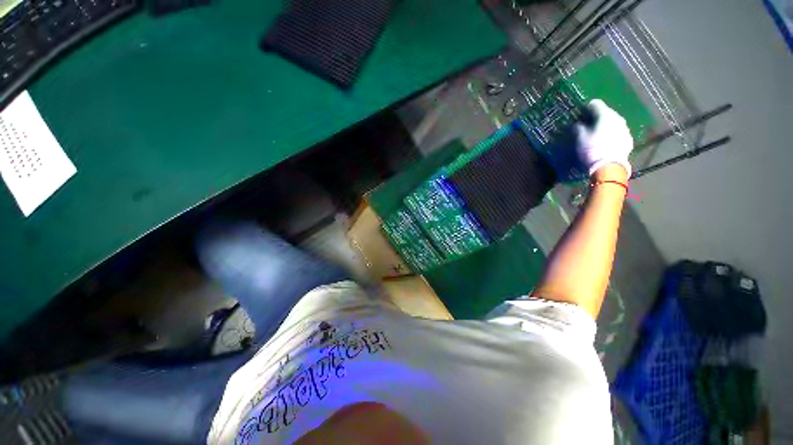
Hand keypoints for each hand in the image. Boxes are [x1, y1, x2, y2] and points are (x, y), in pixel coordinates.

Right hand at [575, 99, 633, 177]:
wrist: (609, 167)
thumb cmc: (592, 150)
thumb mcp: (580, 139)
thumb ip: (578, 128)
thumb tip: (577, 124)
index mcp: (605, 115)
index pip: (595, 104)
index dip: (586, 108)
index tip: (580, 116)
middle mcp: (618, 118)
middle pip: (606, 113)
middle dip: (597, 118)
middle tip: (587, 126)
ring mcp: (625, 129)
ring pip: (613, 123)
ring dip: (605, 126)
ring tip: (597, 136)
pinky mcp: (628, 140)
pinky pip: (618, 133)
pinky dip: (611, 135)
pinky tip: (606, 143)